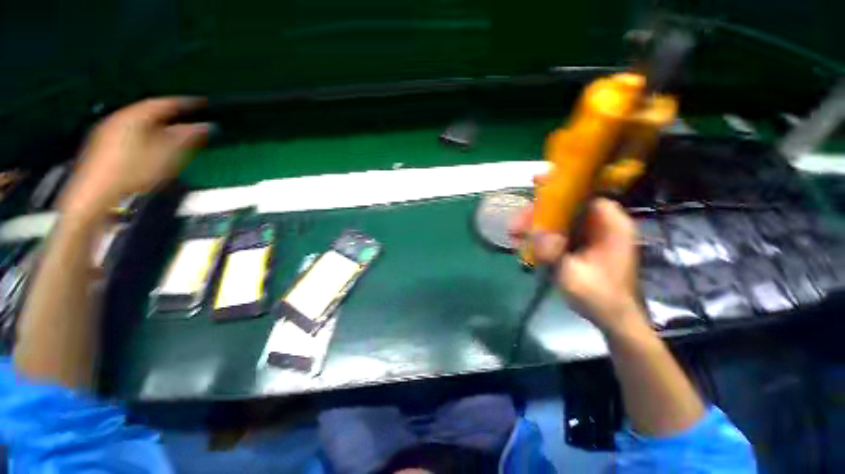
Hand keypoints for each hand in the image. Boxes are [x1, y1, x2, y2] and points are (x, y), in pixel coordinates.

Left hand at [60, 98, 209, 215]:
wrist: (96, 197)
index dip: (185, 103)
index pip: (163, 103)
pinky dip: (146, 137)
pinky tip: (153, 149)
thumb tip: (205, 126)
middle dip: (171, 117)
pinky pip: (130, 135)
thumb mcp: (166, 155)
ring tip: (175, 137)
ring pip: (139, 124)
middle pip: (149, 113)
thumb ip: (186, 138)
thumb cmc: (133, 172)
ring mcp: (107, 133)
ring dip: (158, 128)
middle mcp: (118, 119)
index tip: (203, 104)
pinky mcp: (102, 147)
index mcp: (133, 117)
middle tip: (190, 122)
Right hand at [510, 197, 648, 336]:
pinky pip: (557, 233)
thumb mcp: (575, 277)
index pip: (584, 194)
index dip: (560, 186)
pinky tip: (523, 244)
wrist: (613, 319)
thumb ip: (556, 255)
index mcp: (610, 225)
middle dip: (538, 213)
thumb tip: (536, 233)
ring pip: (559, 220)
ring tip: (513, 235)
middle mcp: (600, 224)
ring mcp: (589, 235)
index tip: (536, 180)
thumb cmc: (601, 298)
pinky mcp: (579, 244)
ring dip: (535, 225)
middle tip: (515, 225)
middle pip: (566, 206)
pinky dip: (540, 236)